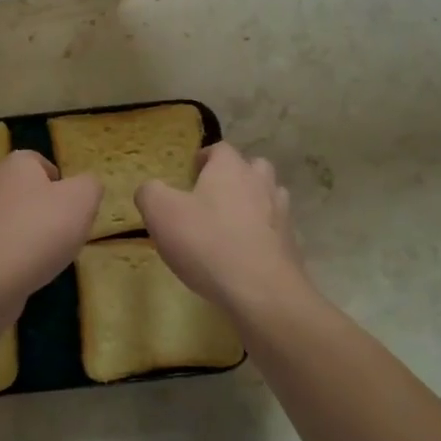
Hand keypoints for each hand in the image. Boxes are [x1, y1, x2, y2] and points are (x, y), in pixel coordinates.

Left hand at [0, 151, 100, 303]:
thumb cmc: (40, 229)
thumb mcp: (82, 199)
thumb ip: (90, 185)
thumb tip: (85, 186)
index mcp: (16, 163)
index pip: (42, 163)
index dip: (63, 183)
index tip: (75, 207)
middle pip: (31, 192)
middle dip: (51, 210)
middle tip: (69, 231)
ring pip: (19, 219)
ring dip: (37, 234)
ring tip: (52, 255)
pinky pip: (7, 243)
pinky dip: (21, 254)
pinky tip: (31, 270)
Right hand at [136, 142, 314, 317]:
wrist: (261, 291)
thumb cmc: (207, 242)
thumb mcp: (161, 213)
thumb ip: (150, 193)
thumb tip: (150, 189)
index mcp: (230, 168)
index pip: (220, 149)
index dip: (205, 157)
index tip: (191, 173)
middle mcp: (260, 183)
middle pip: (252, 167)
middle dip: (234, 176)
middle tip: (212, 196)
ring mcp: (281, 214)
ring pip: (269, 196)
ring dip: (253, 204)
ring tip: (230, 224)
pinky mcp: (291, 245)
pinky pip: (274, 230)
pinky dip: (261, 235)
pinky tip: (244, 254)